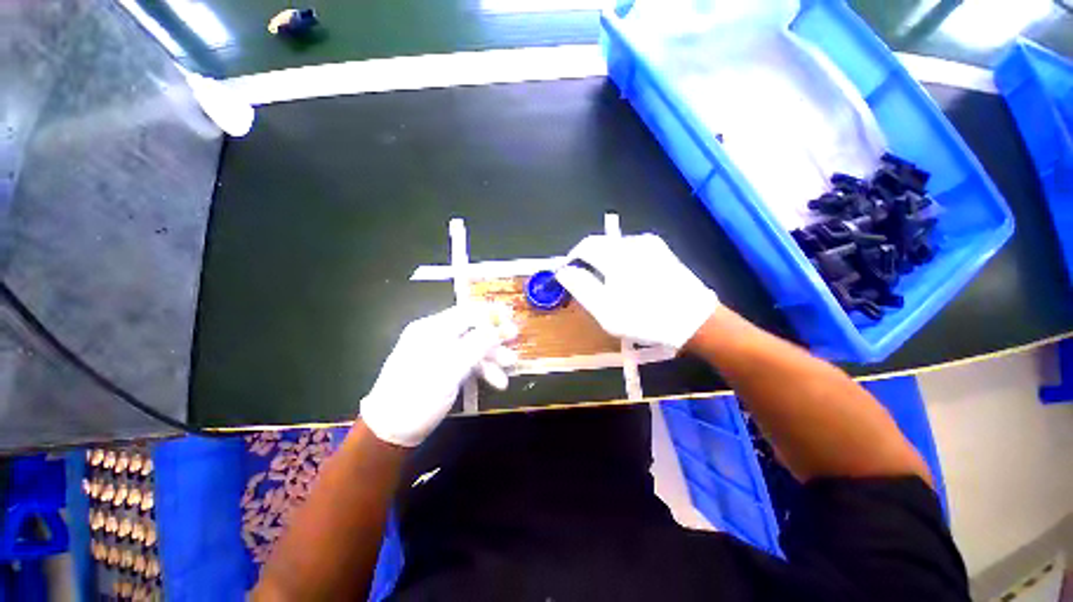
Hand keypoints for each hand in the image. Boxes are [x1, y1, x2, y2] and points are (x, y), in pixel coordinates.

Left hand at [360, 304, 517, 446]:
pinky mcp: (441, 368)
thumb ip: (476, 346)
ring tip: (508, 370)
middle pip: (472, 330)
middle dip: (494, 340)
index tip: (512, 319)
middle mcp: (435, 336)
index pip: (467, 313)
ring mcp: (438, 353)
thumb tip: (498, 328)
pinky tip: (495, 381)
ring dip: (491, 358)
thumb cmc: (417, 397)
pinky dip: (481, 370)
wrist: (390, 432)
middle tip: (514, 347)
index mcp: (432, 329)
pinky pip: (465, 362)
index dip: (491, 314)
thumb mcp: (450, 370)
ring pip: (471, 348)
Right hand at [556, 233, 718, 348]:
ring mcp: (650, 244)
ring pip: (615, 247)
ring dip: (605, 262)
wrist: (695, 321)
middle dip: (589, 261)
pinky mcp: (662, 250)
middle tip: (588, 285)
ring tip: (610, 286)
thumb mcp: (605, 310)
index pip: (585, 246)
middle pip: (600, 244)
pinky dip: (622, 262)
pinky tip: (630, 282)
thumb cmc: (645, 318)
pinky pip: (632, 251)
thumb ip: (581, 287)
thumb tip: (564, 271)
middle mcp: (633, 242)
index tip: (569, 275)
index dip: (572, 259)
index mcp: (617, 255)